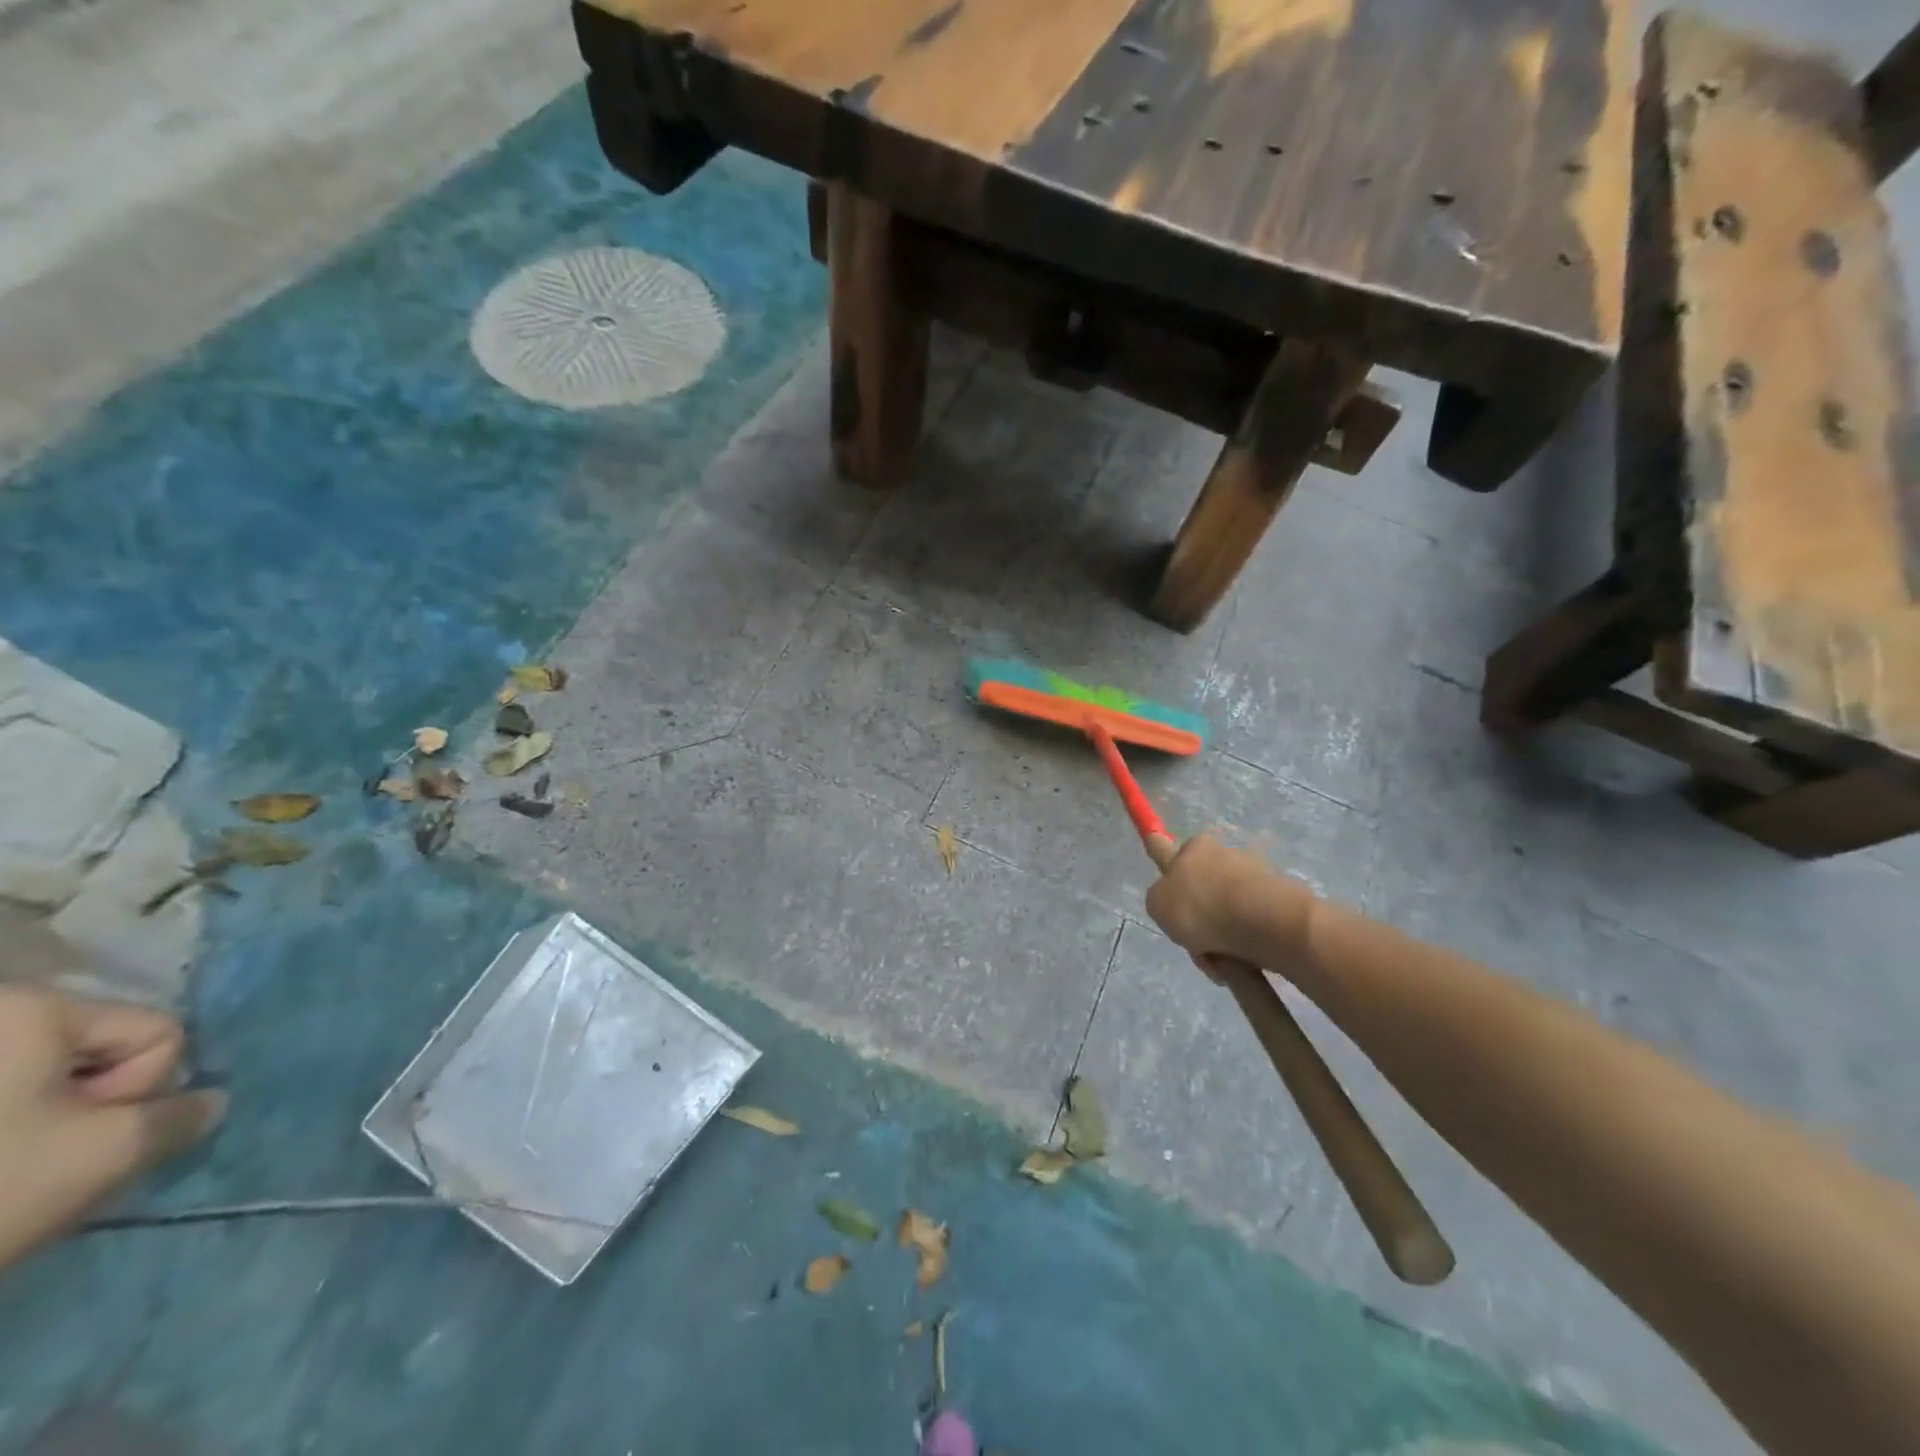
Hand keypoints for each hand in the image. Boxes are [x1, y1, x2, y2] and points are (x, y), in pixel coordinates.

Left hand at [0, 984, 224, 1270]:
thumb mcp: (104, 1154)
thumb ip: (179, 1117)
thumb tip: (211, 1103)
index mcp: (35, 1007)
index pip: (155, 1035)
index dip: (137, 1088)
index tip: (79, 1135)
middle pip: (100, 1052)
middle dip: (90, 1107)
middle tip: (42, 1159)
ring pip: (47, 1081)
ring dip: (46, 1125)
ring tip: (6, 1173)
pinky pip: (6, 1099)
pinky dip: (6, 1137)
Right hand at [1144, 833, 1315, 977]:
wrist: (1263, 922)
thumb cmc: (1201, 907)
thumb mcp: (1157, 903)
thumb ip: (1161, 899)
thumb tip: (1175, 902)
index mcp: (1196, 847)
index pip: (1173, 849)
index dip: (1166, 857)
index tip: (1160, 848)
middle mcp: (1226, 855)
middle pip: (1203, 891)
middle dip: (1199, 921)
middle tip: (1195, 945)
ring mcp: (1256, 878)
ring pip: (1228, 914)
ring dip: (1222, 940)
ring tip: (1222, 963)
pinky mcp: (1280, 904)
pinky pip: (1252, 929)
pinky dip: (1245, 948)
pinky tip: (1243, 965)